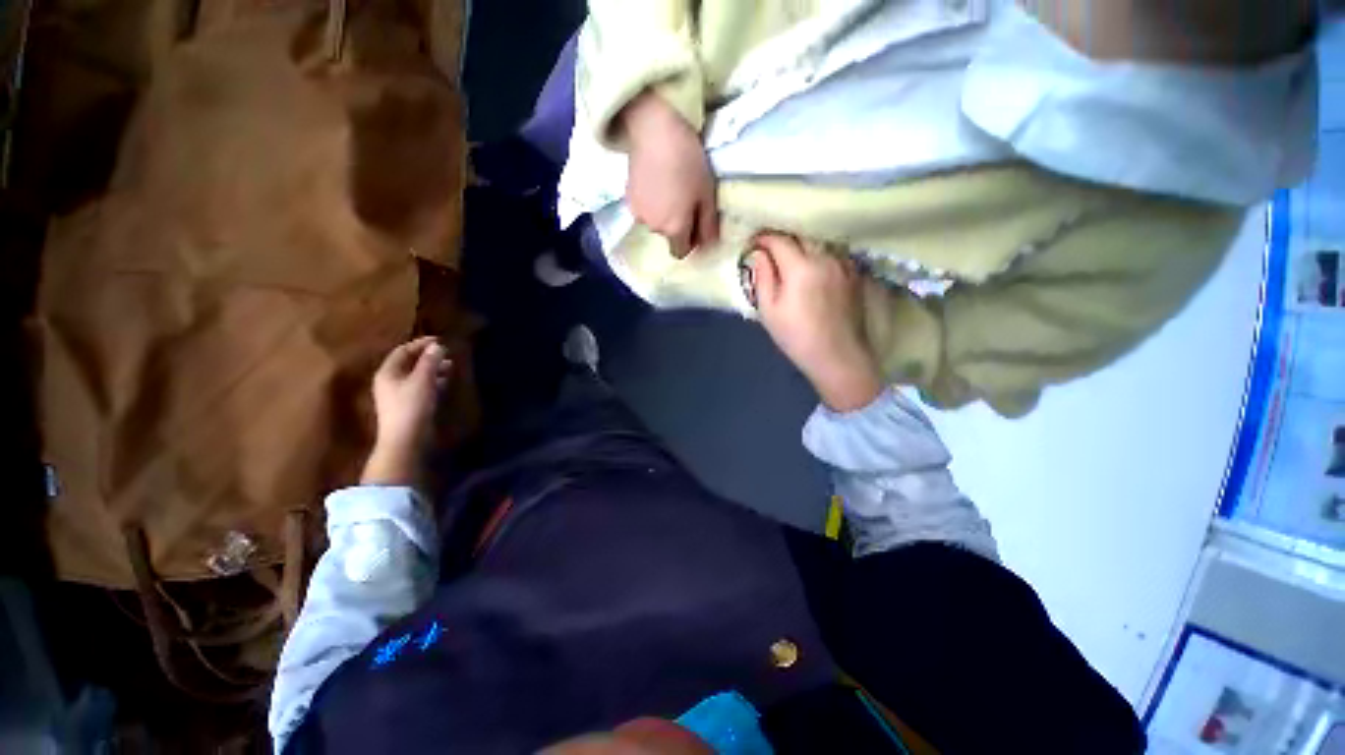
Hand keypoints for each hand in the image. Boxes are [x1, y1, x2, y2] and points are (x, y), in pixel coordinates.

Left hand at [362, 336, 451, 485]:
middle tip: (447, 353)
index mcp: (388, 372)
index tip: (440, 340)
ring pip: (417, 375)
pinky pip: (422, 387)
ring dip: (433, 369)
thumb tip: (438, 345)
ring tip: (450, 366)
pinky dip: (434, 381)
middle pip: (409, 363)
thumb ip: (430, 361)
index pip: (403, 351)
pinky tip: (446, 381)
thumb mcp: (423, 380)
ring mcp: (399, 395)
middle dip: (428, 357)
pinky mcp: (410, 406)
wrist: (406, 440)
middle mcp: (390, 381)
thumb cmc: (411, 406)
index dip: (420, 343)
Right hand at [621, 90, 718, 258]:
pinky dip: (651, 202)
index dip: (690, 242)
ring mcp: (637, 213)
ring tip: (669, 187)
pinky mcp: (627, 198)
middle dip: (677, 225)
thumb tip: (708, 245)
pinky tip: (655, 181)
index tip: (696, 224)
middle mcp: (653, 228)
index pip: (680, 252)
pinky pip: (644, 209)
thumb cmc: (688, 162)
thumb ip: (708, 225)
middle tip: (685, 199)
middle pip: (668, 236)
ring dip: (663, 213)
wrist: (655, 129)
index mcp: (674, 229)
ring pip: (655, 222)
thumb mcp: (707, 195)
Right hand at [748, 234, 882, 411]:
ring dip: (802, 244)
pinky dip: (818, 253)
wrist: (837, 355)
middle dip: (782, 238)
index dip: (763, 239)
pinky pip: (832, 252)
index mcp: (801, 267)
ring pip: (818, 242)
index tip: (752, 245)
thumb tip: (758, 254)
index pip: (779, 240)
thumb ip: (763, 277)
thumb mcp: (769, 310)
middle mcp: (825, 257)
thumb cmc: (796, 336)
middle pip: (801, 235)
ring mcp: (843, 263)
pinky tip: (812, 267)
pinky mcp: (854, 273)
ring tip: (790, 257)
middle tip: (769, 249)